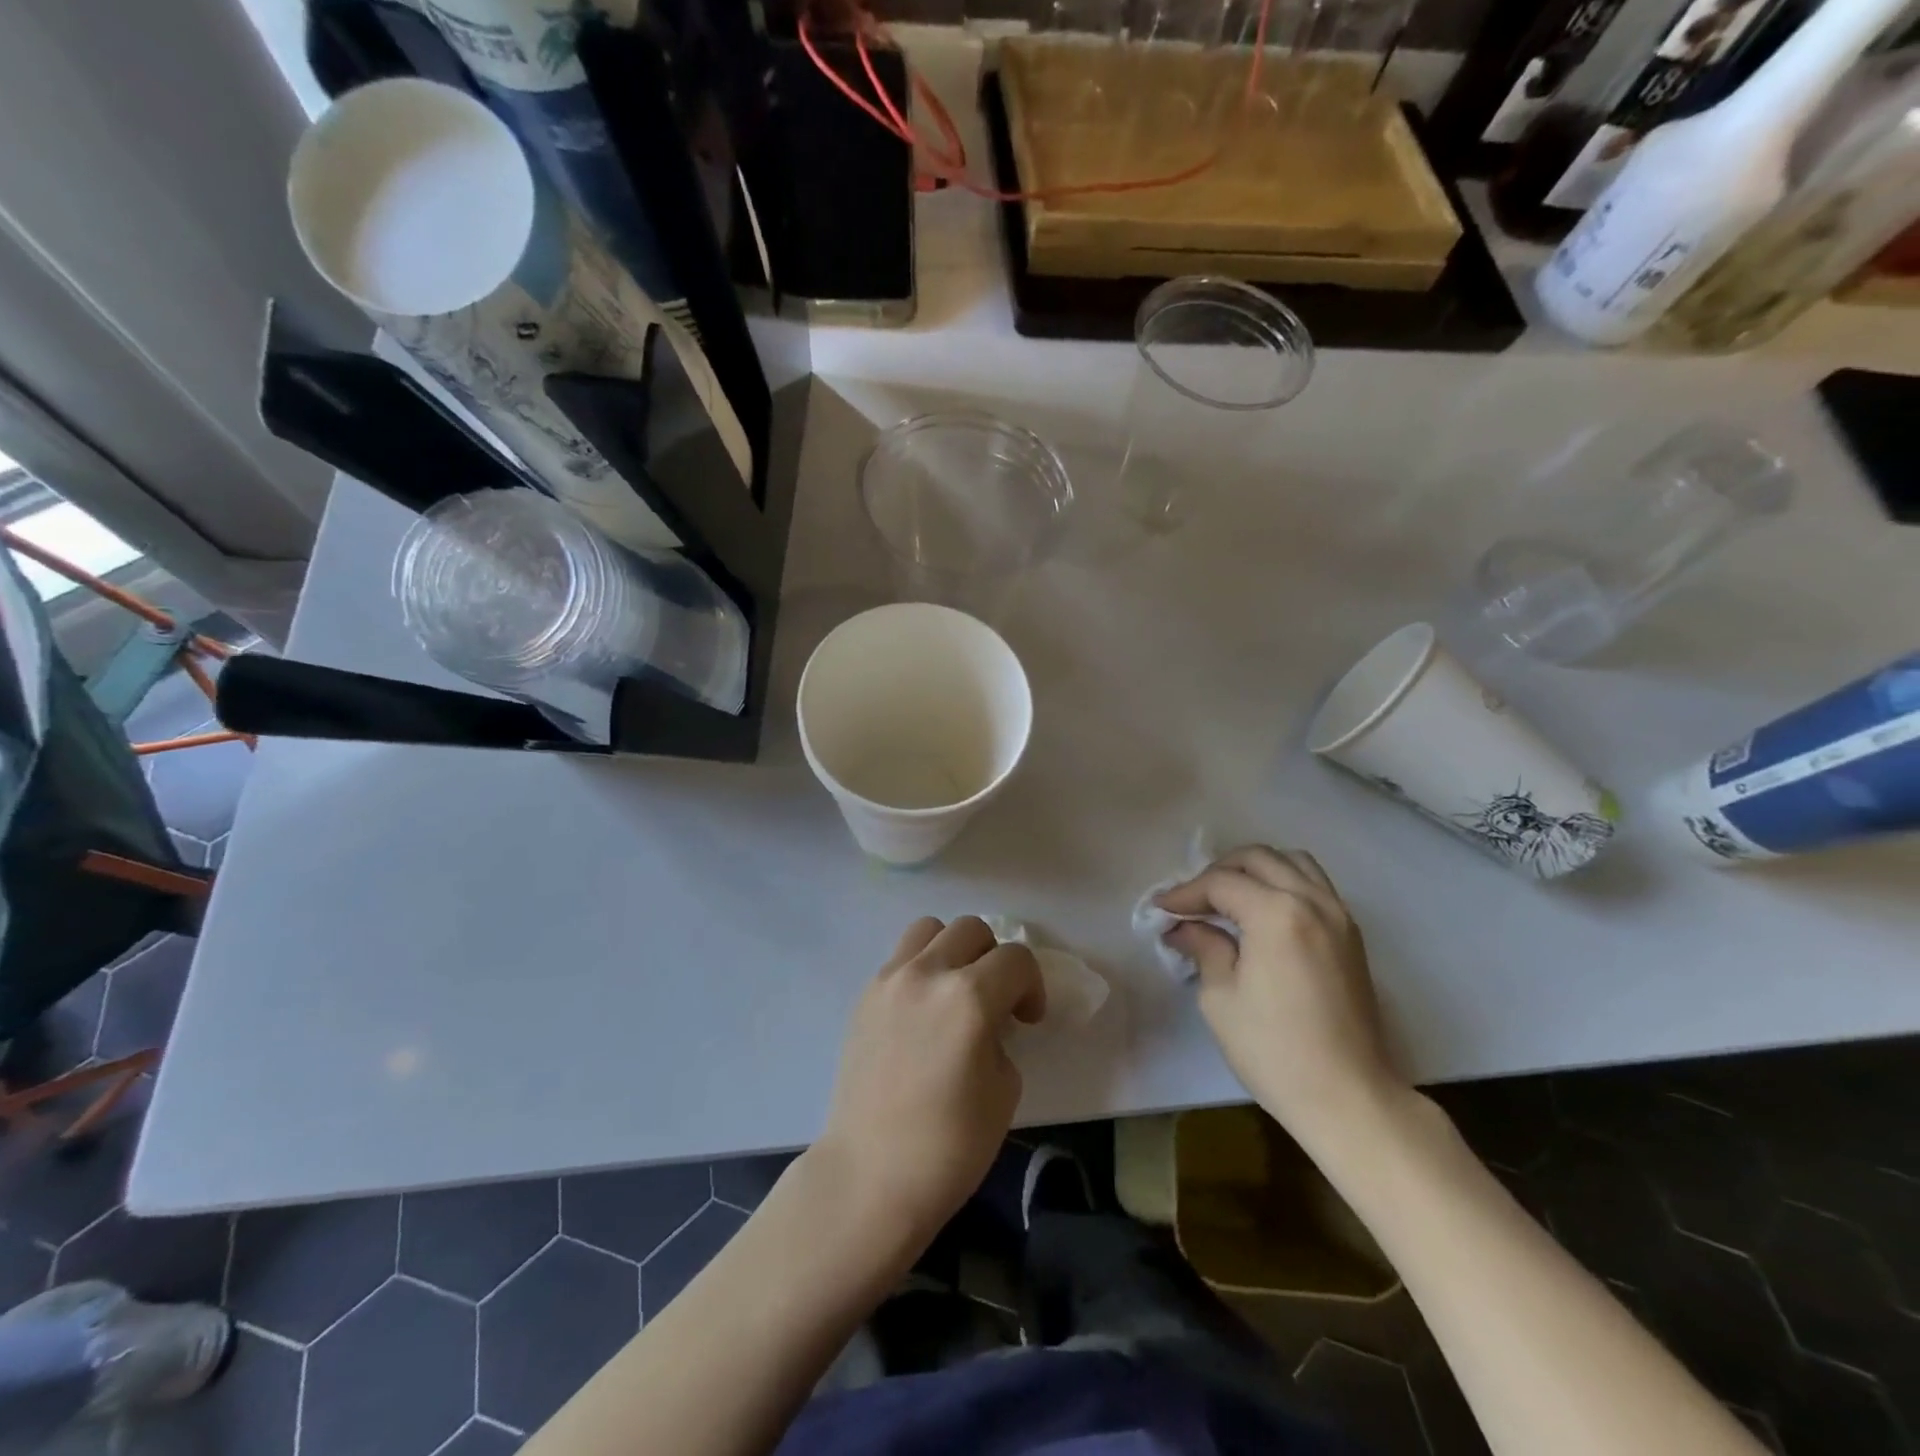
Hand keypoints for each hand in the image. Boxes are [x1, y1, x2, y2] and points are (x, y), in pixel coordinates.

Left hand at [816, 917, 1045, 1243]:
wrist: (870, 1174)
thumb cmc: (950, 1145)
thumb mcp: (1004, 1089)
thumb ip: (1001, 1036)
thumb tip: (988, 1020)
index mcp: (970, 997)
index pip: (1016, 959)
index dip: (1032, 985)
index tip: (1028, 1019)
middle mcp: (928, 973)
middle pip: (972, 929)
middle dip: (994, 958)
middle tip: (996, 1000)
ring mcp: (890, 979)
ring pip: (930, 928)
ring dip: (953, 949)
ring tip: (955, 991)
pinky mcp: (865, 994)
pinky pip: (901, 956)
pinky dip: (921, 966)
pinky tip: (923, 1009)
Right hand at [1157, 847, 1405, 1143]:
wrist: (1349, 1097)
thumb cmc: (1274, 1050)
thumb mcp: (1221, 997)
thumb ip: (1204, 947)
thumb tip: (1183, 927)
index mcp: (1277, 914)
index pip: (1221, 883)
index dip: (1185, 893)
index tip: (1161, 909)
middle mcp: (1312, 901)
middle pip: (1258, 859)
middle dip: (1218, 872)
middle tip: (1192, 901)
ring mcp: (1338, 915)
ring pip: (1293, 862)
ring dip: (1255, 869)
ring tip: (1229, 896)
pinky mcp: (1351, 934)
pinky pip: (1314, 884)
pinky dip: (1284, 882)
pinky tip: (1263, 912)